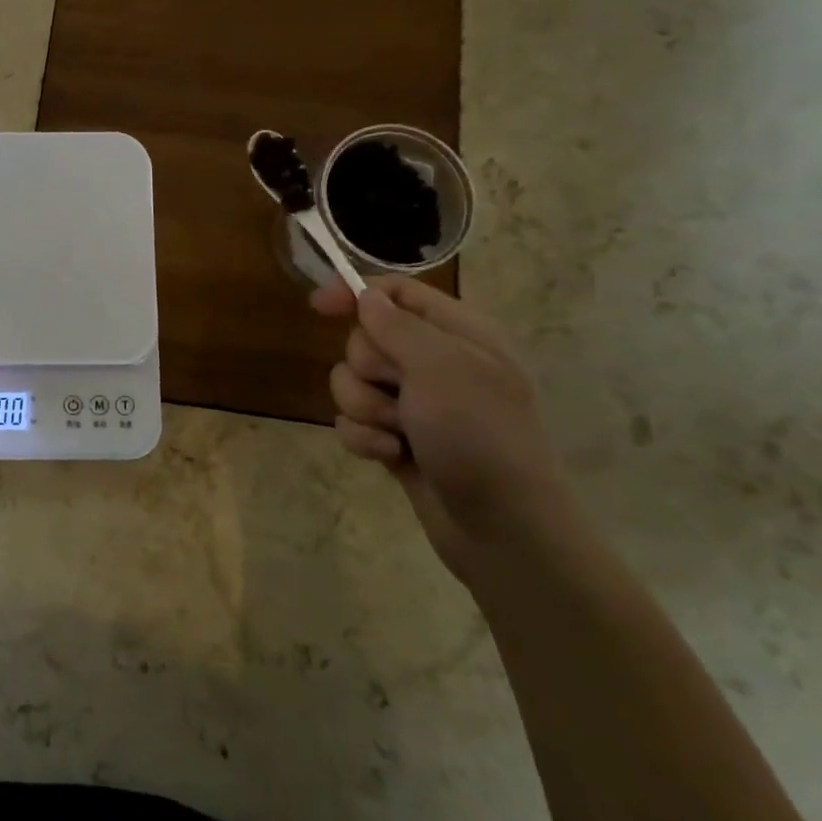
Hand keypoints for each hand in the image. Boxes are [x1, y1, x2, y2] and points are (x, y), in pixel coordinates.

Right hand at [311, 276, 572, 578]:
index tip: (318, 306)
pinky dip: (365, 438)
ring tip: (397, 434)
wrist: (503, 528)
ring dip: (365, 408)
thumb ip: (397, 326)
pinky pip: (354, 422)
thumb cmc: (479, 436)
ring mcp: (415, 404)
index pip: (398, 292)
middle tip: (400, 394)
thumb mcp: (441, 368)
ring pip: (352, 383)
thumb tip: (367, 296)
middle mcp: (435, 363)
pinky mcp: (396, 439)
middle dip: (368, 369)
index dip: (357, 292)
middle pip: (366, 339)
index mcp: (458, 334)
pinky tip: (390, 457)